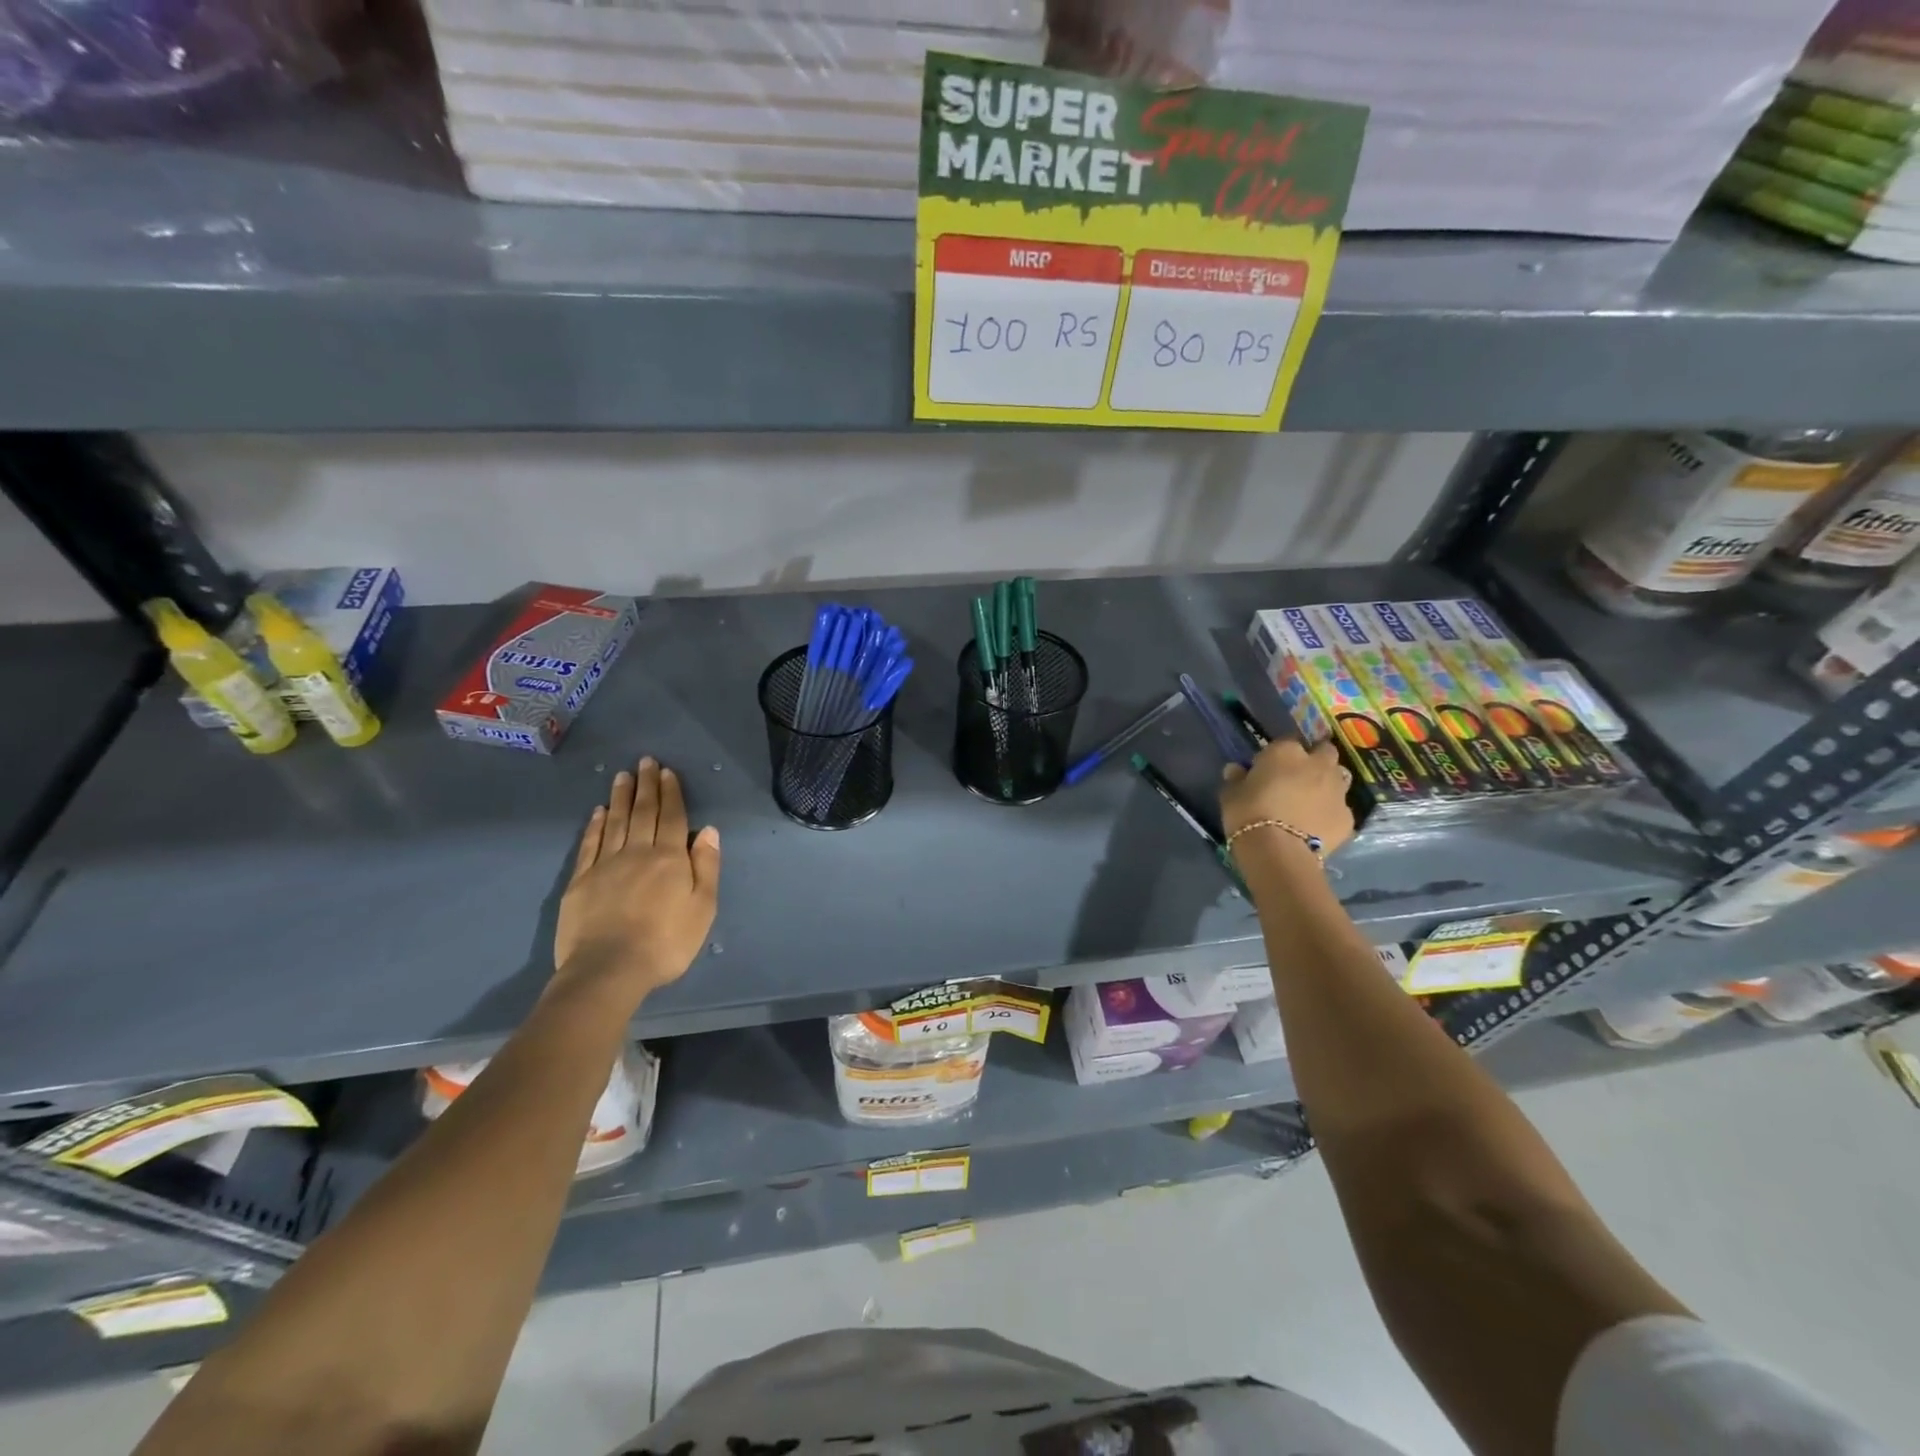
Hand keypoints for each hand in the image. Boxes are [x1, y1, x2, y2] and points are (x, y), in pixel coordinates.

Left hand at [552, 756, 720, 1004]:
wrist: (609, 970)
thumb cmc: (666, 942)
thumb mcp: (703, 907)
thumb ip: (706, 866)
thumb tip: (708, 831)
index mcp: (669, 858)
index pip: (672, 817)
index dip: (671, 793)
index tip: (667, 771)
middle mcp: (637, 852)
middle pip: (642, 812)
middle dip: (646, 786)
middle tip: (645, 762)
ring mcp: (605, 865)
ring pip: (615, 822)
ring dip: (620, 797)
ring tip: (623, 776)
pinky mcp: (580, 881)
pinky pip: (590, 844)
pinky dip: (595, 825)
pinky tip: (598, 812)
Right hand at [1219, 739, 1355, 856]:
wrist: (1279, 852)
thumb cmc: (1248, 814)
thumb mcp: (1230, 794)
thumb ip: (1236, 778)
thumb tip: (1236, 770)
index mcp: (1287, 752)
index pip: (1287, 741)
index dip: (1279, 753)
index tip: (1268, 767)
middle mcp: (1318, 765)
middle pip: (1324, 751)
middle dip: (1315, 759)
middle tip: (1298, 776)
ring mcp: (1338, 791)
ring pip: (1339, 777)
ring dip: (1328, 783)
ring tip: (1311, 800)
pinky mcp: (1348, 817)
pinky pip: (1340, 808)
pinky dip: (1330, 813)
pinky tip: (1316, 826)